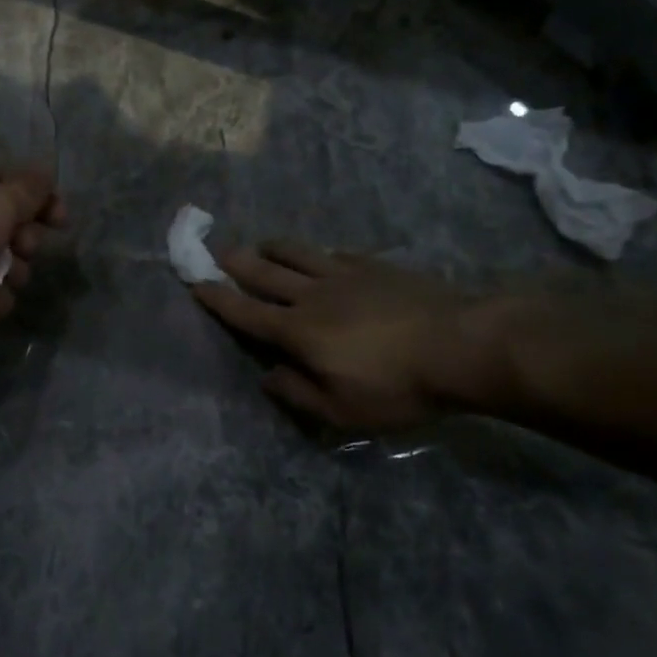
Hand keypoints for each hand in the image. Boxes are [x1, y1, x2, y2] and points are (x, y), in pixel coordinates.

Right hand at [193, 241, 488, 430]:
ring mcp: (344, 274)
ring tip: (261, 246)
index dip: (218, 299)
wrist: (461, 344)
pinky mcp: (374, 266)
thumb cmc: (398, 386)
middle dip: (236, 262)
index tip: (195, 283)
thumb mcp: (342, 411)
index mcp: (298, 331)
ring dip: (272, 248)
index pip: (246, 312)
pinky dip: (316, 253)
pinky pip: (334, 253)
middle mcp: (312, 295)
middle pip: (264, 273)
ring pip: (296, 253)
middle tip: (216, 251)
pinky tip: (320, 256)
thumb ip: (298, 394)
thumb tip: (268, 377)